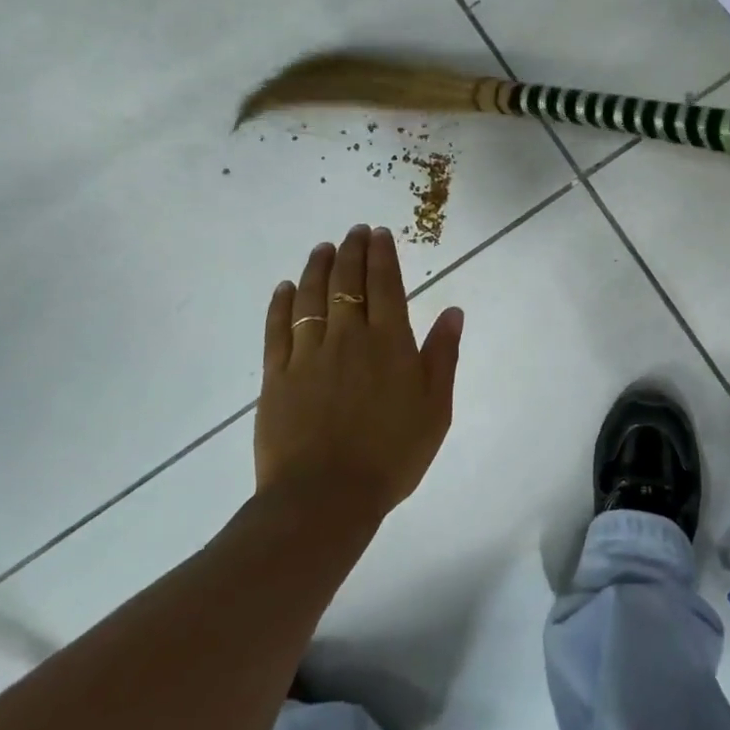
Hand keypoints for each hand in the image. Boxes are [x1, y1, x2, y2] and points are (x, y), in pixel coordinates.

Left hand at [255, 225, 463, 516]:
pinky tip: (284, 288)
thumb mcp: (435, 409)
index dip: (382, 255)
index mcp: (389, 343)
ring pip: (311, 298)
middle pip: (347, 282)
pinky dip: (281, 304)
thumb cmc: (392, 455)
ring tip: (323, 248)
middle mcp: (348, 337)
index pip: (385, 284)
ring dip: (317, 267)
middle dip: (352, 251)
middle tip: (354, 231)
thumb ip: (443, 356)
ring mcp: (308, 355)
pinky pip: (278, 330)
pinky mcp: (276, 377)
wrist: (325, 499)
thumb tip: (453, 311)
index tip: (379, 233)